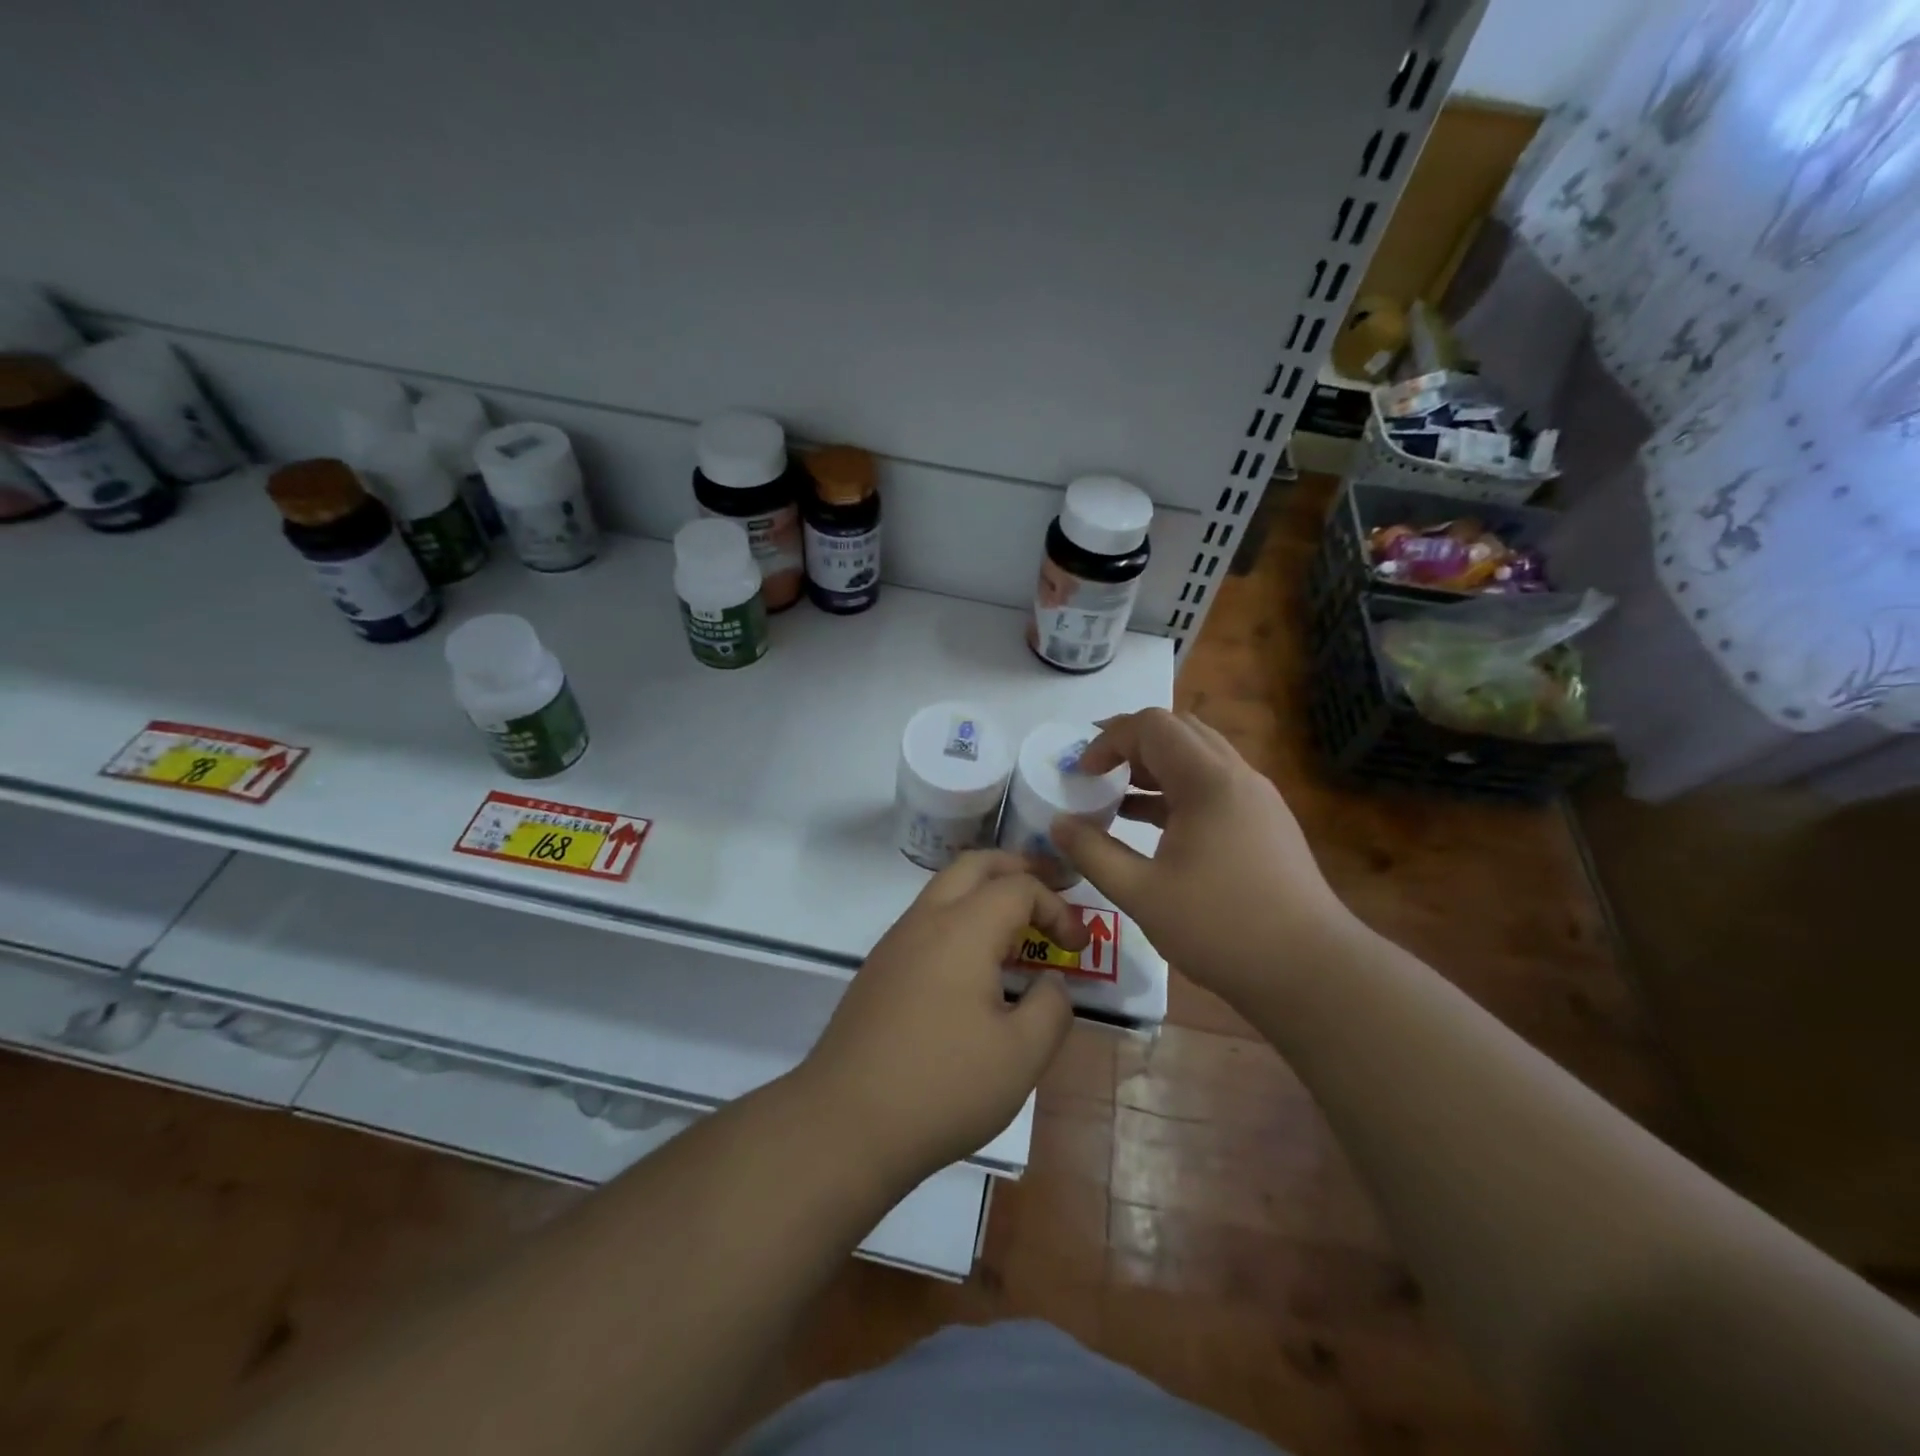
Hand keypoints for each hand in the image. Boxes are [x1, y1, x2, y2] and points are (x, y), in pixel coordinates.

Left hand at [797, 852, 1082, 1185]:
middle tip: (1051, 891)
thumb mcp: (1021, 1056)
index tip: (1077, 948)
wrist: (844, 1124)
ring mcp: (894, 944)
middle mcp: (925, 921)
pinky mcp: (878, 971)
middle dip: (1017, 868)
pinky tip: (974, 969)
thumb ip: (1051, 1008)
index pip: (1018, 886)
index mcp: (962, 929)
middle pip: (974, 865)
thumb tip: (1051, 982)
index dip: (1057, 907)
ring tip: (1018, 932)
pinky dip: (960, 922)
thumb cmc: (942, 1086)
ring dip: (985, 895)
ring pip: (944, 890)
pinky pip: (927, 922)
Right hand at [1051, 709, 1355, 1011]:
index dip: (1109, 740)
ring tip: (1119, 798)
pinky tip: (1155, 826)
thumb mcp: (1141, 893)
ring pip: (1199, 756)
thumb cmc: (1220, 928)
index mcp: (1208, 781)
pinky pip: (1214, 785)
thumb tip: (1057, 823)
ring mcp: (1257, 798)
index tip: (1083, 775)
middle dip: (1132, 744)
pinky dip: (1178, 790)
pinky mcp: (1266, 822)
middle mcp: (1237, 775)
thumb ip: (1092, 852)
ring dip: (1156, 766)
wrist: (1312, 971)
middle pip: (1179, 730)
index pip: (1152, 725)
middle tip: (1098, 773)